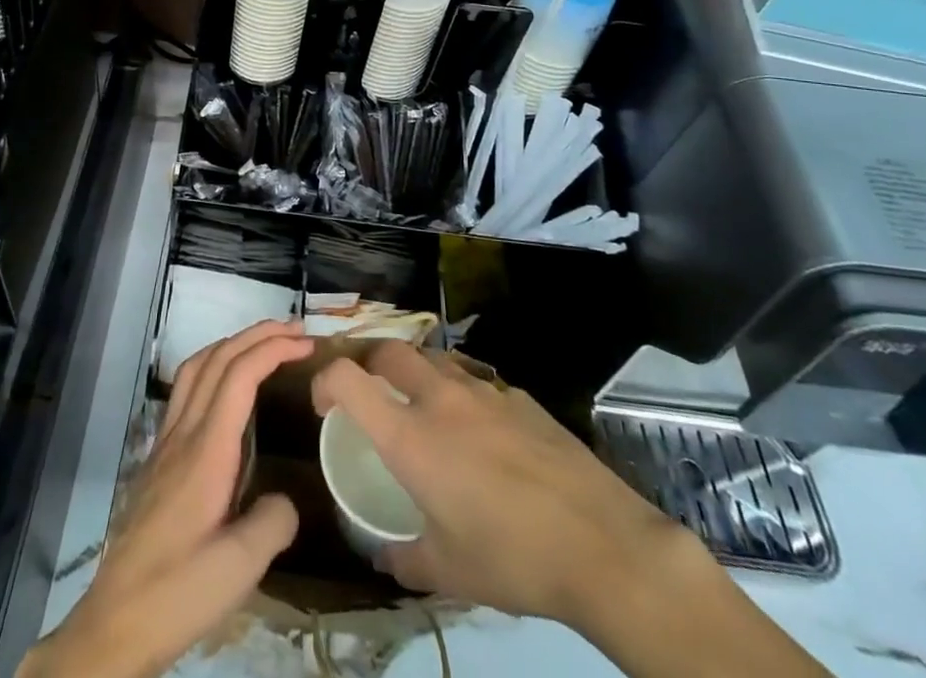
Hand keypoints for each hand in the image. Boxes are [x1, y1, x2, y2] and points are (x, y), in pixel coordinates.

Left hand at [22, 321, 312, 677]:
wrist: (115, 620)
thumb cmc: (178, 592)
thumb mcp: (240, 568)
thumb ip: (272, 522)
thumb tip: (286, 499)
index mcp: (207, 449)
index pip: (240, 374)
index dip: (273, 348)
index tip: (306, 344)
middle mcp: (183, 432)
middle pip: (218, 358)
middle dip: (257, 334)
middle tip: (295, 331)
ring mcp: (166, 441)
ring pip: (196, 367)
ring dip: (232, 344)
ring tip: (263, 344)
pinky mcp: (157, 457)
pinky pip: (185, 389)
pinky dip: (213, 367)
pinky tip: (225, 389)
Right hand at [313, 341, 681, 627]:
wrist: (602, 544)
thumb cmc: (512, 558)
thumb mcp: (448, 572)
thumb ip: (403, 558)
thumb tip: (383, 553)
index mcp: (410, 436)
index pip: (347, 379)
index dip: (325, 382)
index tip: (323, 405)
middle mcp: (439, 398)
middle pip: (388, 353)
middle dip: (371, 368)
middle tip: (374, 400)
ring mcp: (482, 390)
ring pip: (433, 359)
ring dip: (416, 375)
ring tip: (424, 411)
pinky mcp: (518, 396)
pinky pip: (475, 381)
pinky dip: (462, 395)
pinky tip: (482, 434)